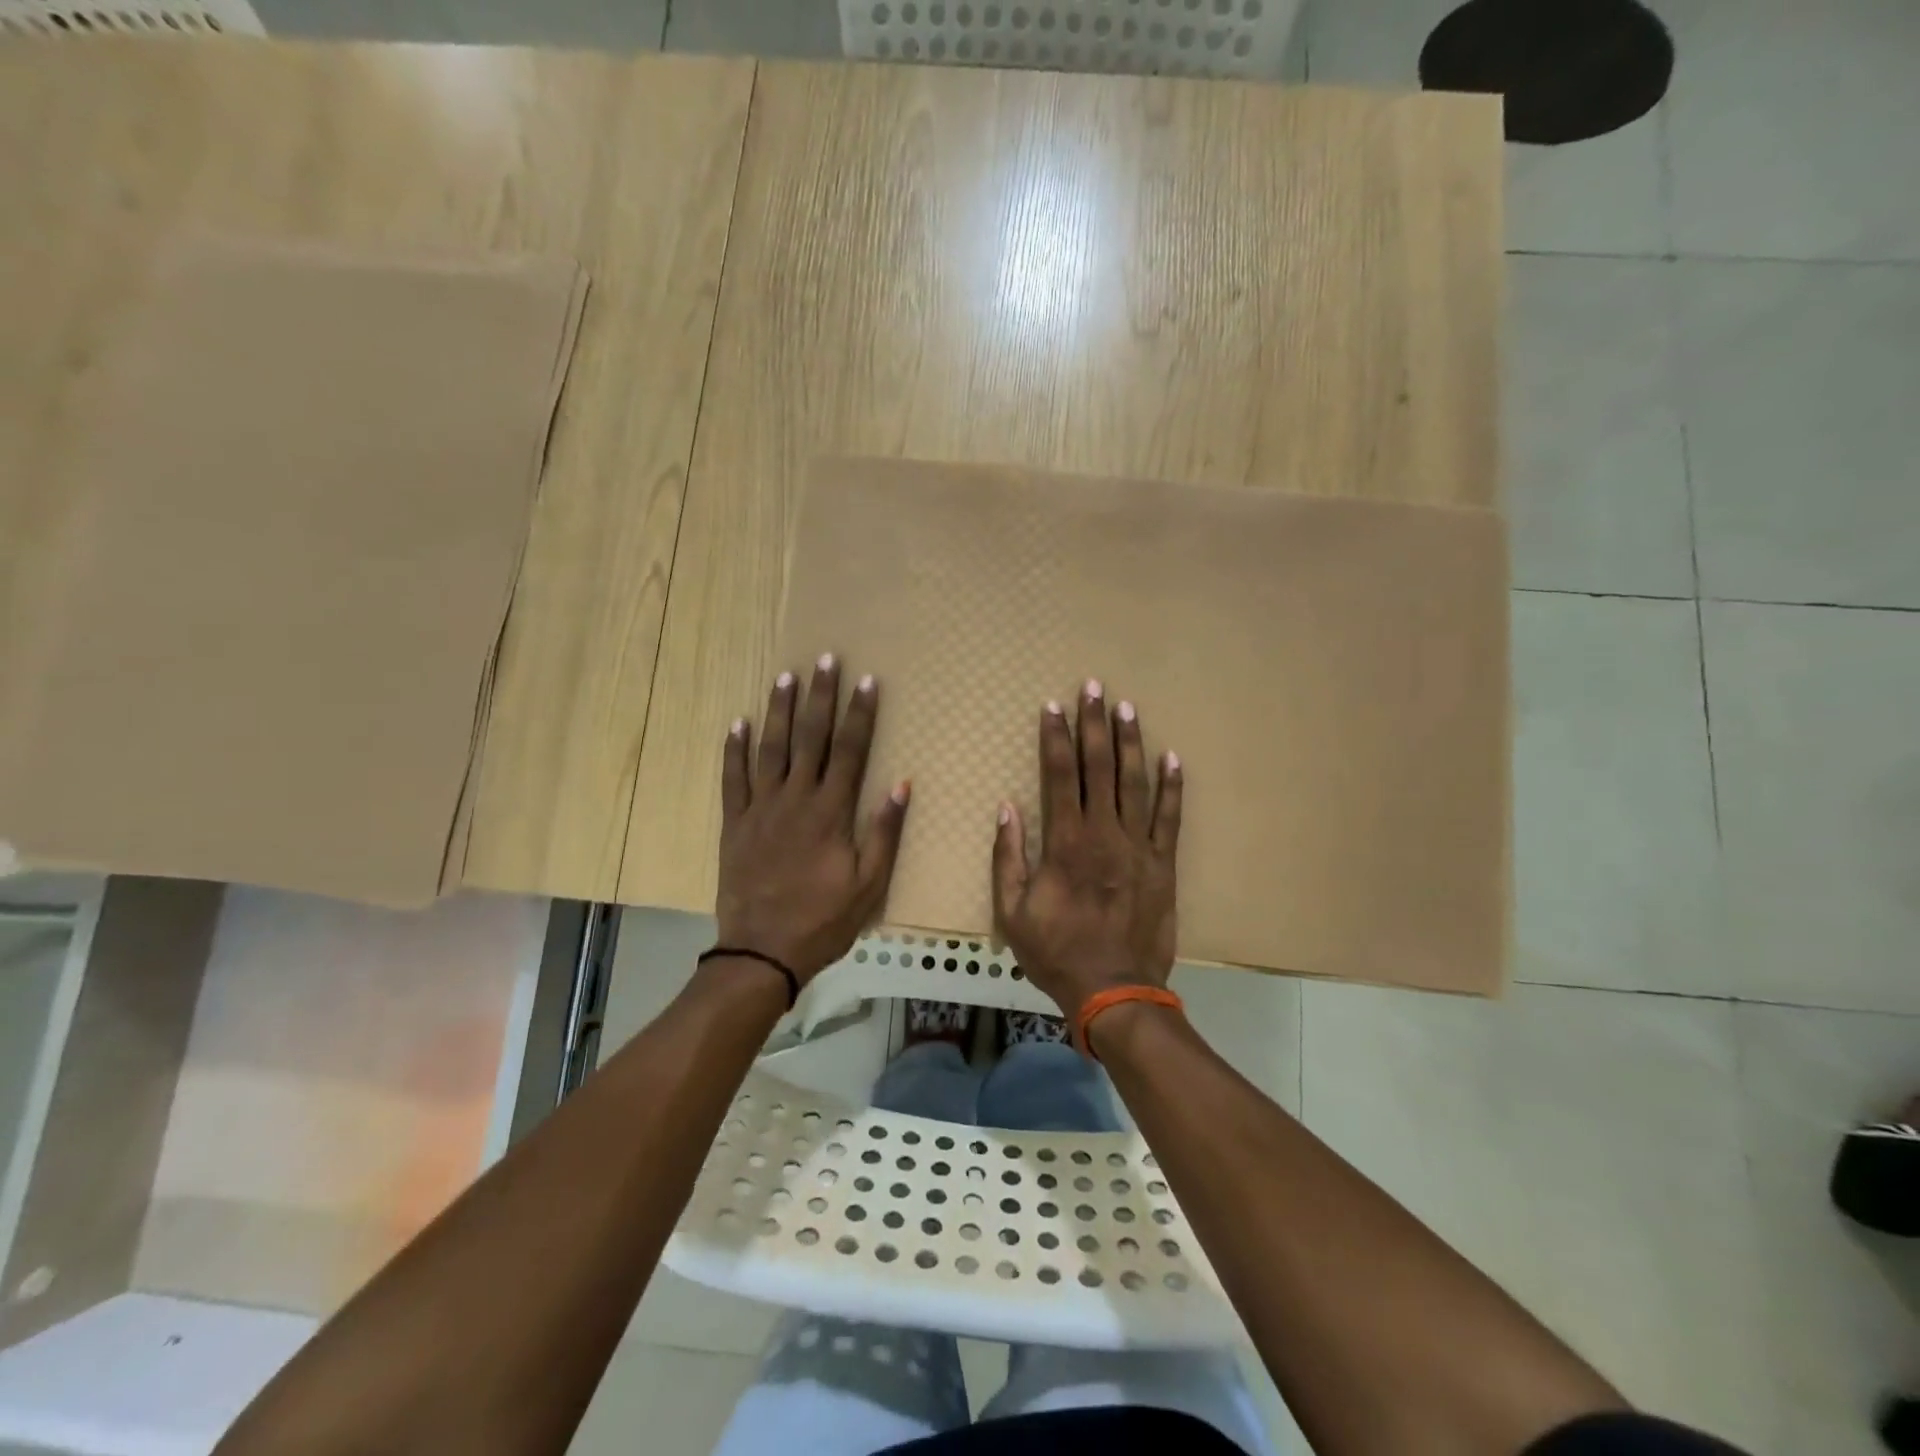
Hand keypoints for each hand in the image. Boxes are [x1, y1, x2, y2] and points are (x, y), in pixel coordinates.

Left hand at [716, 655, 908, 982]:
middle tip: (825, 660)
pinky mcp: (735, 823)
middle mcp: (796, 799)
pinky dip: (734, 750)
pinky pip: (733, 779)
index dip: (860, 714)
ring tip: (785, 676)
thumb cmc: (824, 919)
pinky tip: (737, 722)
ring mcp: (761, 808)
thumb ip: (885, 831)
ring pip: (770, 748)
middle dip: (820, 697)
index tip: (867, 681)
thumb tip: (902, 783)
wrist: (763, 950)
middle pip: (810, 737)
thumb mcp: (869, 883)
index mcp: (831, 812)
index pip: (851, 750)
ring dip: (779, 710)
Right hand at [991, 680, 1182, 1015]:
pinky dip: (1172, 787)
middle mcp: (1104, 834)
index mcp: (1065, 843)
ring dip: (1130, 742)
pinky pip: (1170, 818)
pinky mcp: (1164, 864)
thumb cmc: (1057, 952)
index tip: (1053, 706)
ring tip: (1127, 707)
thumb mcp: (1013, 911)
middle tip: (1094, 687)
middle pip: (1099, 767)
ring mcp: (1139, 847)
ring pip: (1135, 783)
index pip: (1058, 775)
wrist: (1114, 990)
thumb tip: (1006, 808)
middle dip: (1094, 724)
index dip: (1055, 738)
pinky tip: (1171, 757)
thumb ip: (1008, 857)